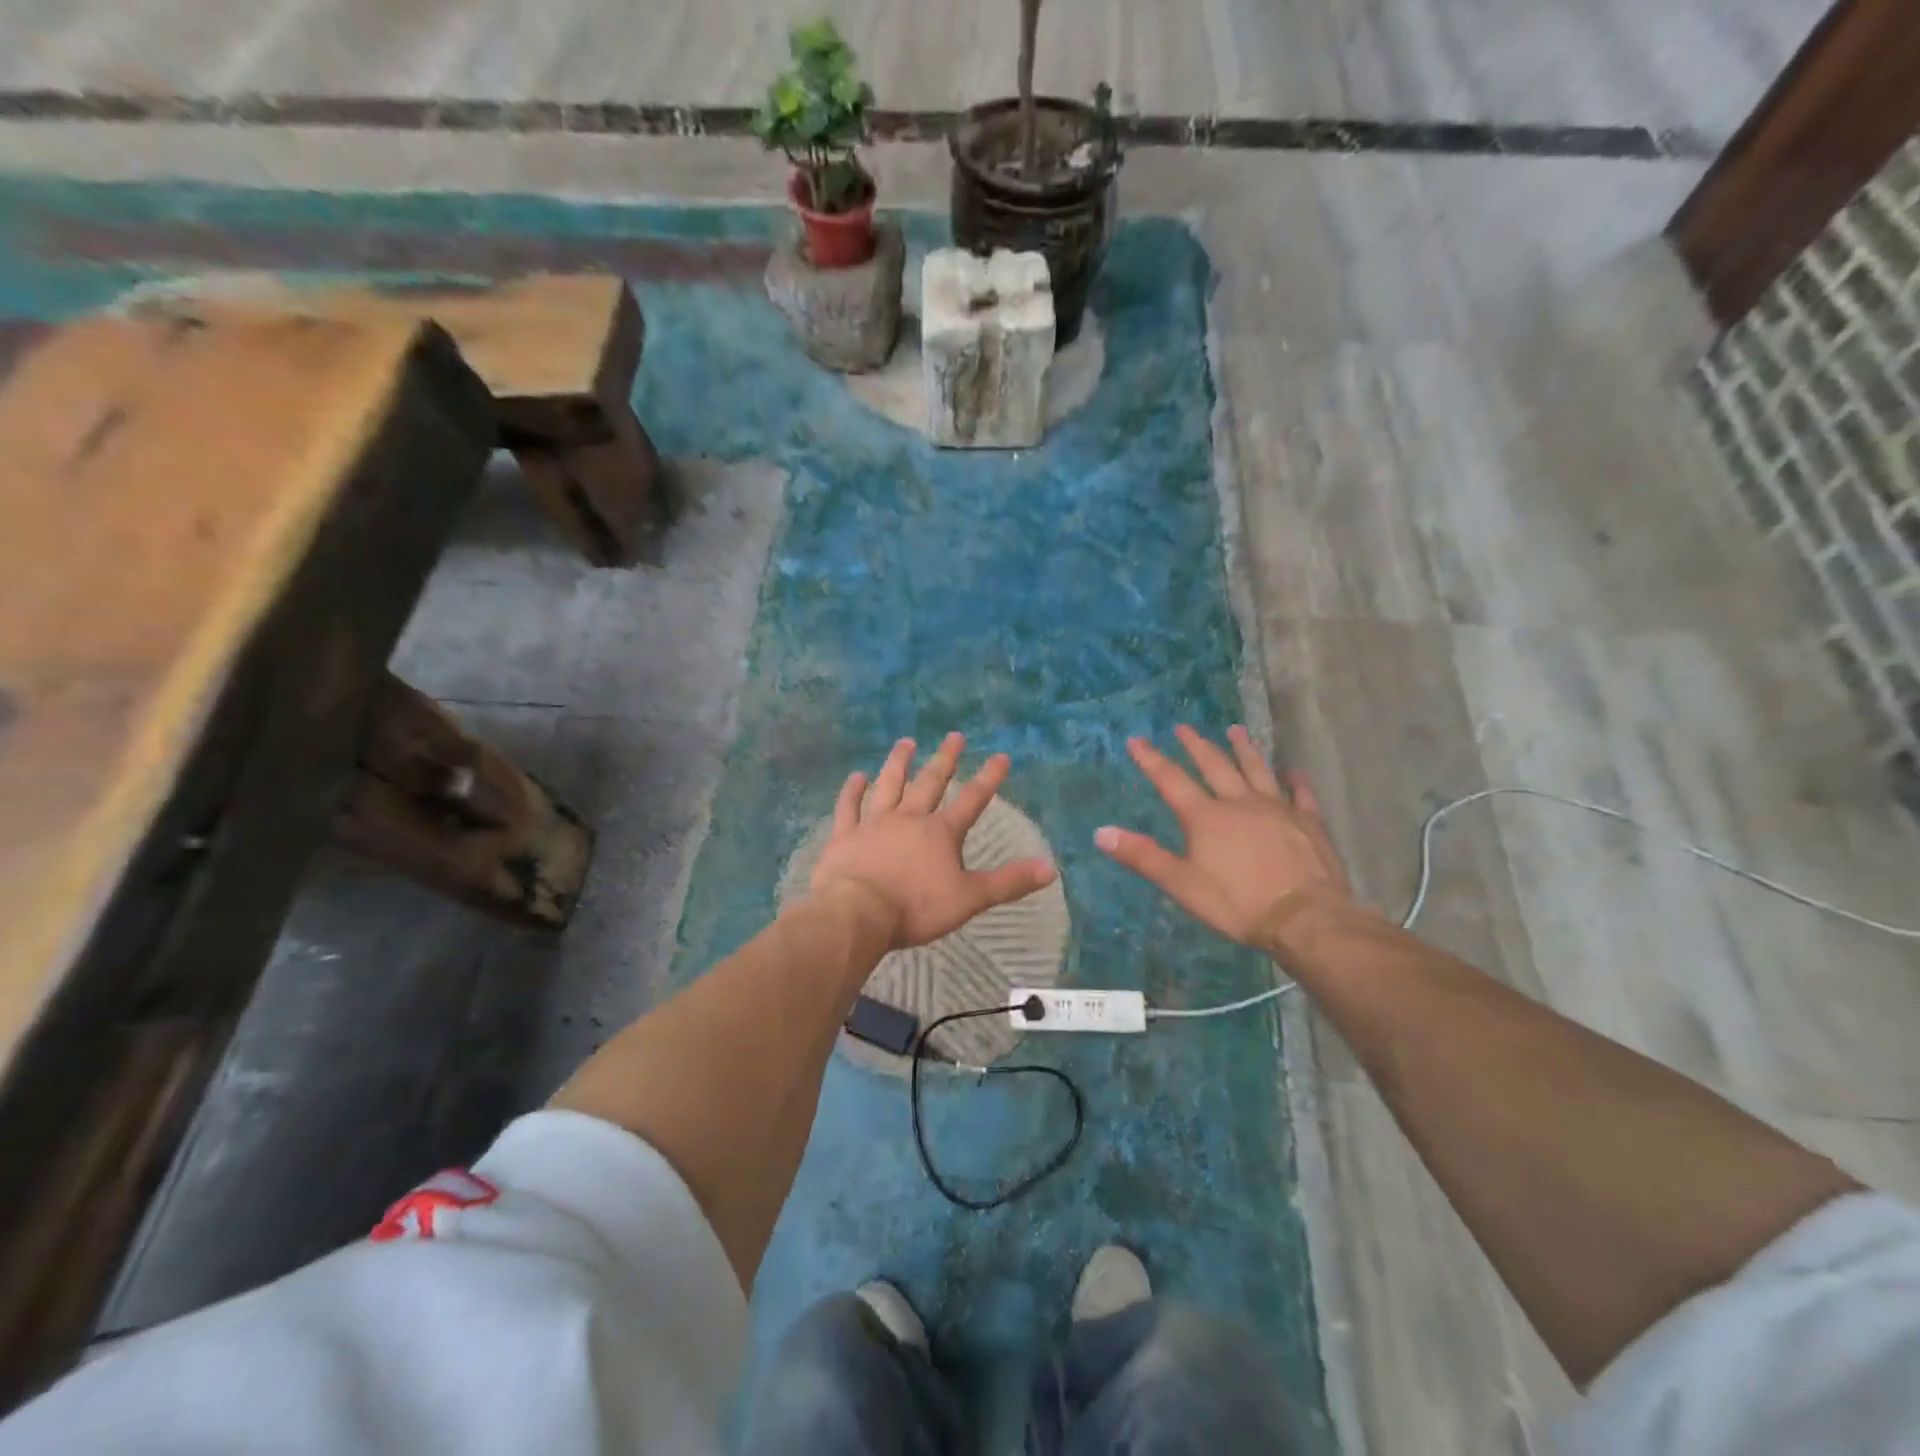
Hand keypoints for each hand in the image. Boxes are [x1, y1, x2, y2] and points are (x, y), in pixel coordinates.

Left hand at [811, 733, 1057, 949]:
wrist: (858, 913)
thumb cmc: (916, 907)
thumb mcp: (970, 898)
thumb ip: (1009, 882)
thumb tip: (1051, 868)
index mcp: (941, 833)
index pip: (972, 800)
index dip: (989, 778)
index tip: (1001, 756)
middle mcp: (909, 819)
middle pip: (930, 783)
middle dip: (945, 759)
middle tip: (954, 736)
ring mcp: (874, 824)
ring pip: (889, 785)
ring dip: (899, 763)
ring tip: (906, 742)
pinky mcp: (846, 836)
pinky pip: (849, 808)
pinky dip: (852, 791)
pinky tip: (856, 776)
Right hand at [1096, 725, 1351, 945]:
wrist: (1304, 917)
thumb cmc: (1237, 903)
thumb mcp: (1181, 883)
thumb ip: (1142, 856)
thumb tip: (1100, 832)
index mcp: (1205, 817)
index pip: (1172, 780)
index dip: (1152, 759)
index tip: (1136, 740)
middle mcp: (1239, 802)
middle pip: (1215, 766)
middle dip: (1196, 746)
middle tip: (1184, 727)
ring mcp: (1277, 808)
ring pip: (1257, 770)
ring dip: (1244, 749)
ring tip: (1236, 730)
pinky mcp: (1308, 822)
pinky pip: (1301, 794)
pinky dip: (1296, 780)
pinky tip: (1294, 771)